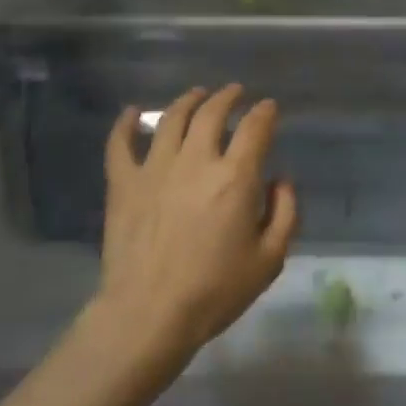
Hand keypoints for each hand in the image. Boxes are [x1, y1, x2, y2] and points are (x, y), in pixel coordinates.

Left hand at [98, 85, 298, 363]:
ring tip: (197, 95)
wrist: (149, 313)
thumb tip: (281, 180)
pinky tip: (131, 112)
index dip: (265, 113)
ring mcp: (154, 167)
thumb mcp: (269, 260)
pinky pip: (120, 143)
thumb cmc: (215, 291)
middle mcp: (195, 161)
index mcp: (235, 177)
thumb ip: (285, 213)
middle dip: (228, 97)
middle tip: (235, 92)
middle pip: (212, 113)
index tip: (269, 107)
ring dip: (188, 101)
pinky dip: (125, 124)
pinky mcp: (123, 182)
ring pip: (171, 119)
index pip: (255, 128)